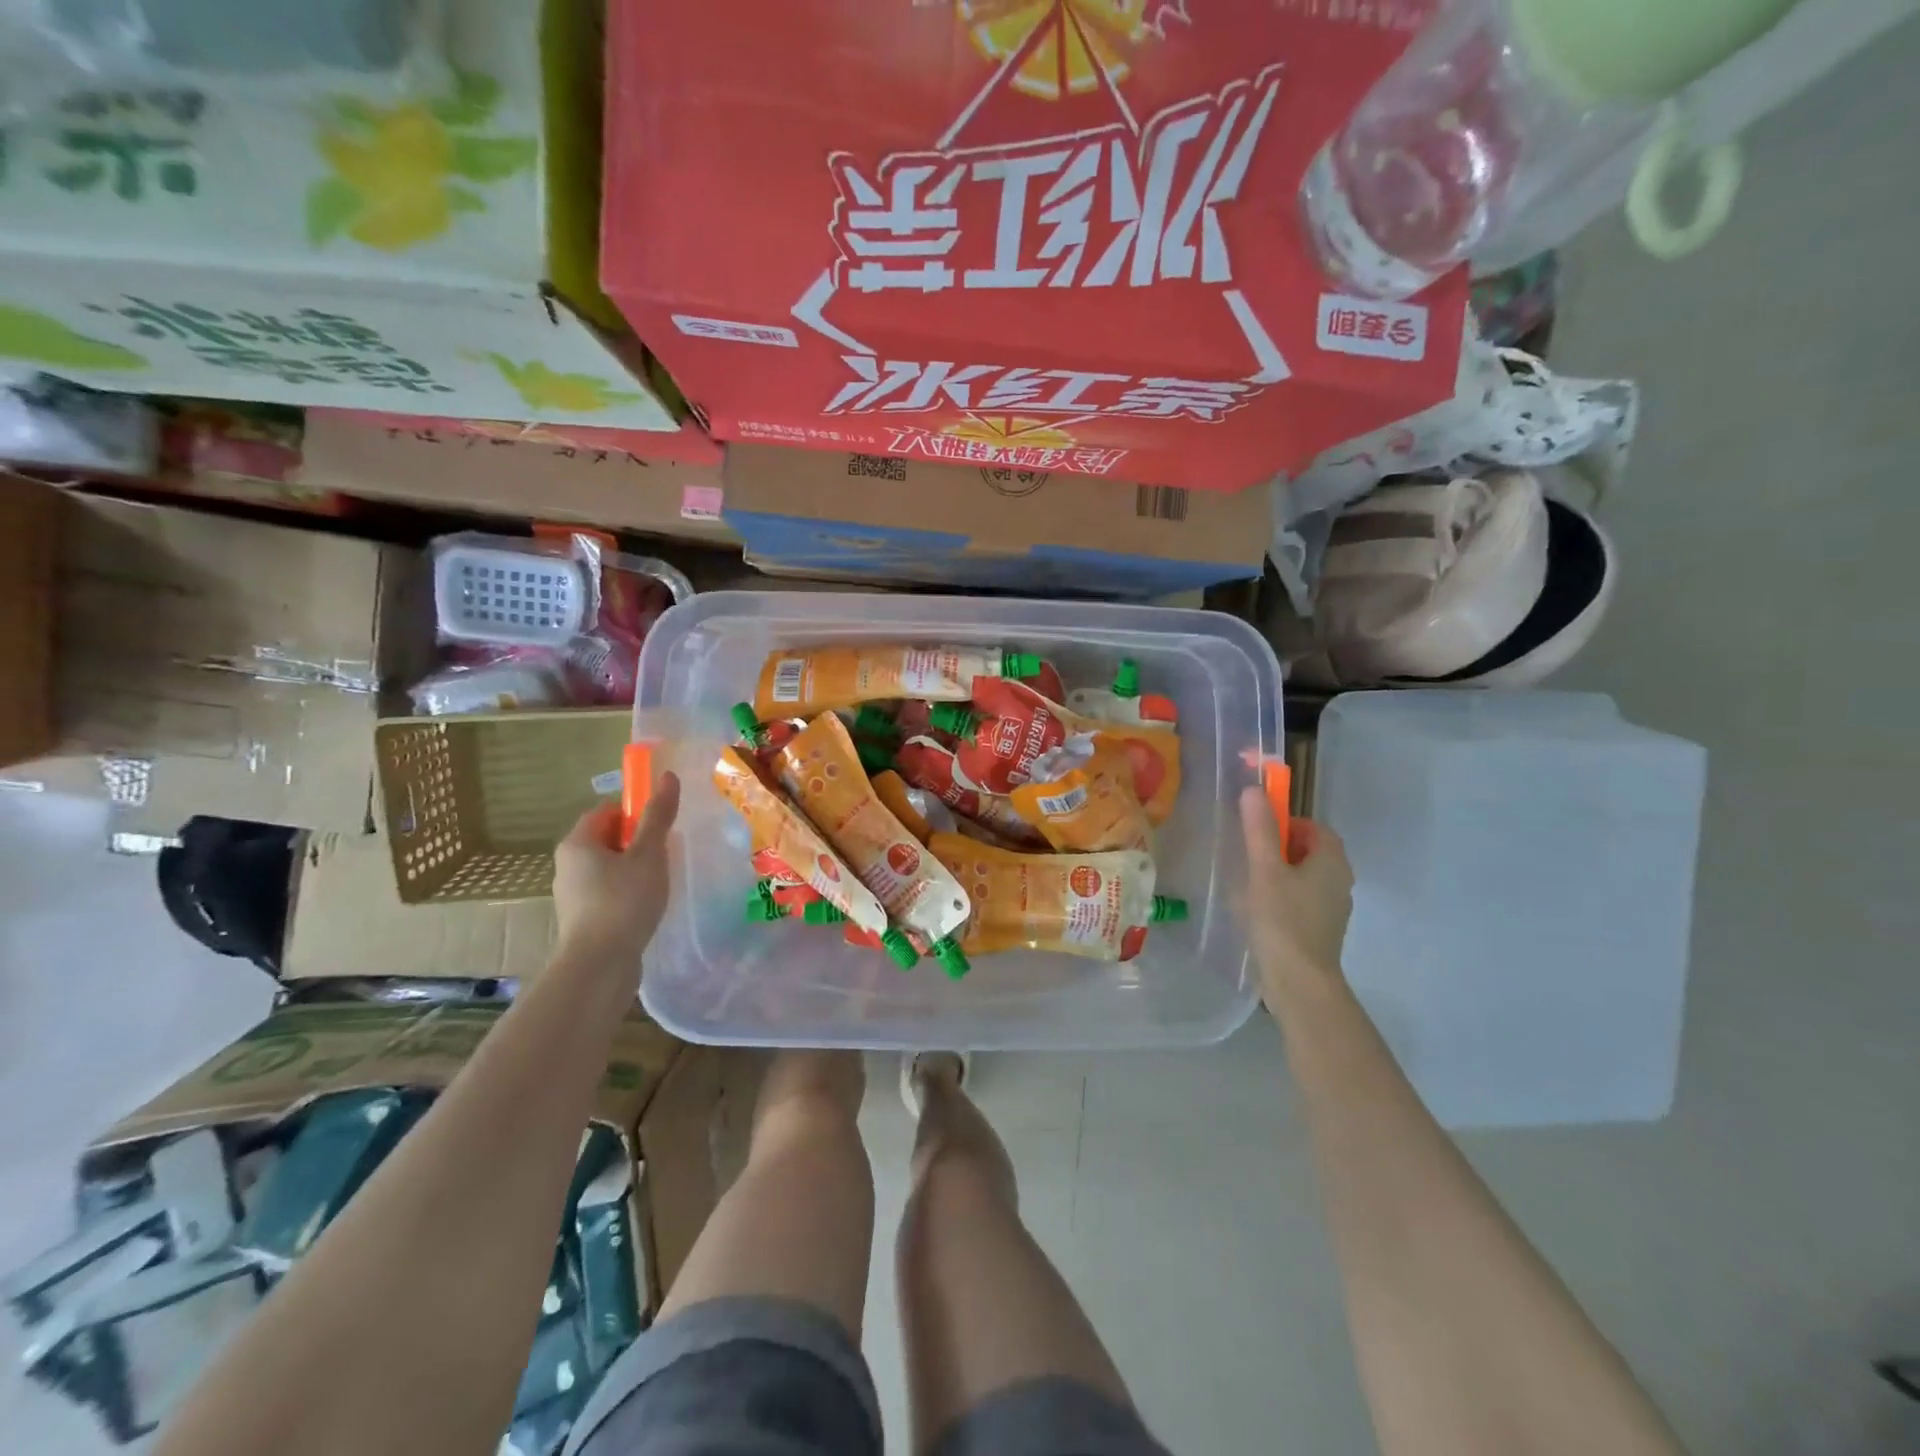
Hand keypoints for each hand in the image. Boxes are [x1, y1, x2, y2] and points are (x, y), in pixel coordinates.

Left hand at [554, 772, 681, 958]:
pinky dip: (629, 892)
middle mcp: (568, 864)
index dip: (636, 810)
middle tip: (668, 850)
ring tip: (663, 879)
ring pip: (610, 867)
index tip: (663, 823)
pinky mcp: (584, 919)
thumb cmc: (623, 901)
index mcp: (577, 842)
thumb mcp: (648, 854)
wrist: (599, 966)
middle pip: (608, 838)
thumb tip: (667, 776)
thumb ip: (658, 816)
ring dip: (636, 868)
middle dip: (639, 841)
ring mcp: (573, 894)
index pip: (606, 810)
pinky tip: (649, 905)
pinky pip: (609, 892)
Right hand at [1239, 788, 1353, 994]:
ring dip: (1278, 875)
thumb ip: (1259, 829)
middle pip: (1309, 851)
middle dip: (1278, 849)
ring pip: (1304, 878)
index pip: (1313, 827)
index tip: (1257, 834)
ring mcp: (1333, 908)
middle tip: (1248, 859)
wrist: (1300, 982)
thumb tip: (1254, 789)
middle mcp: (1340, 881)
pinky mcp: (1321, 930)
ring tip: (1247, 886)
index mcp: (1332, 861)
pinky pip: (1301, 901)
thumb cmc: (1282, 919)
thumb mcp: (1264, 869)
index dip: (1285, 824)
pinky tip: (1258, 913)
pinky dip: (1282, 899)